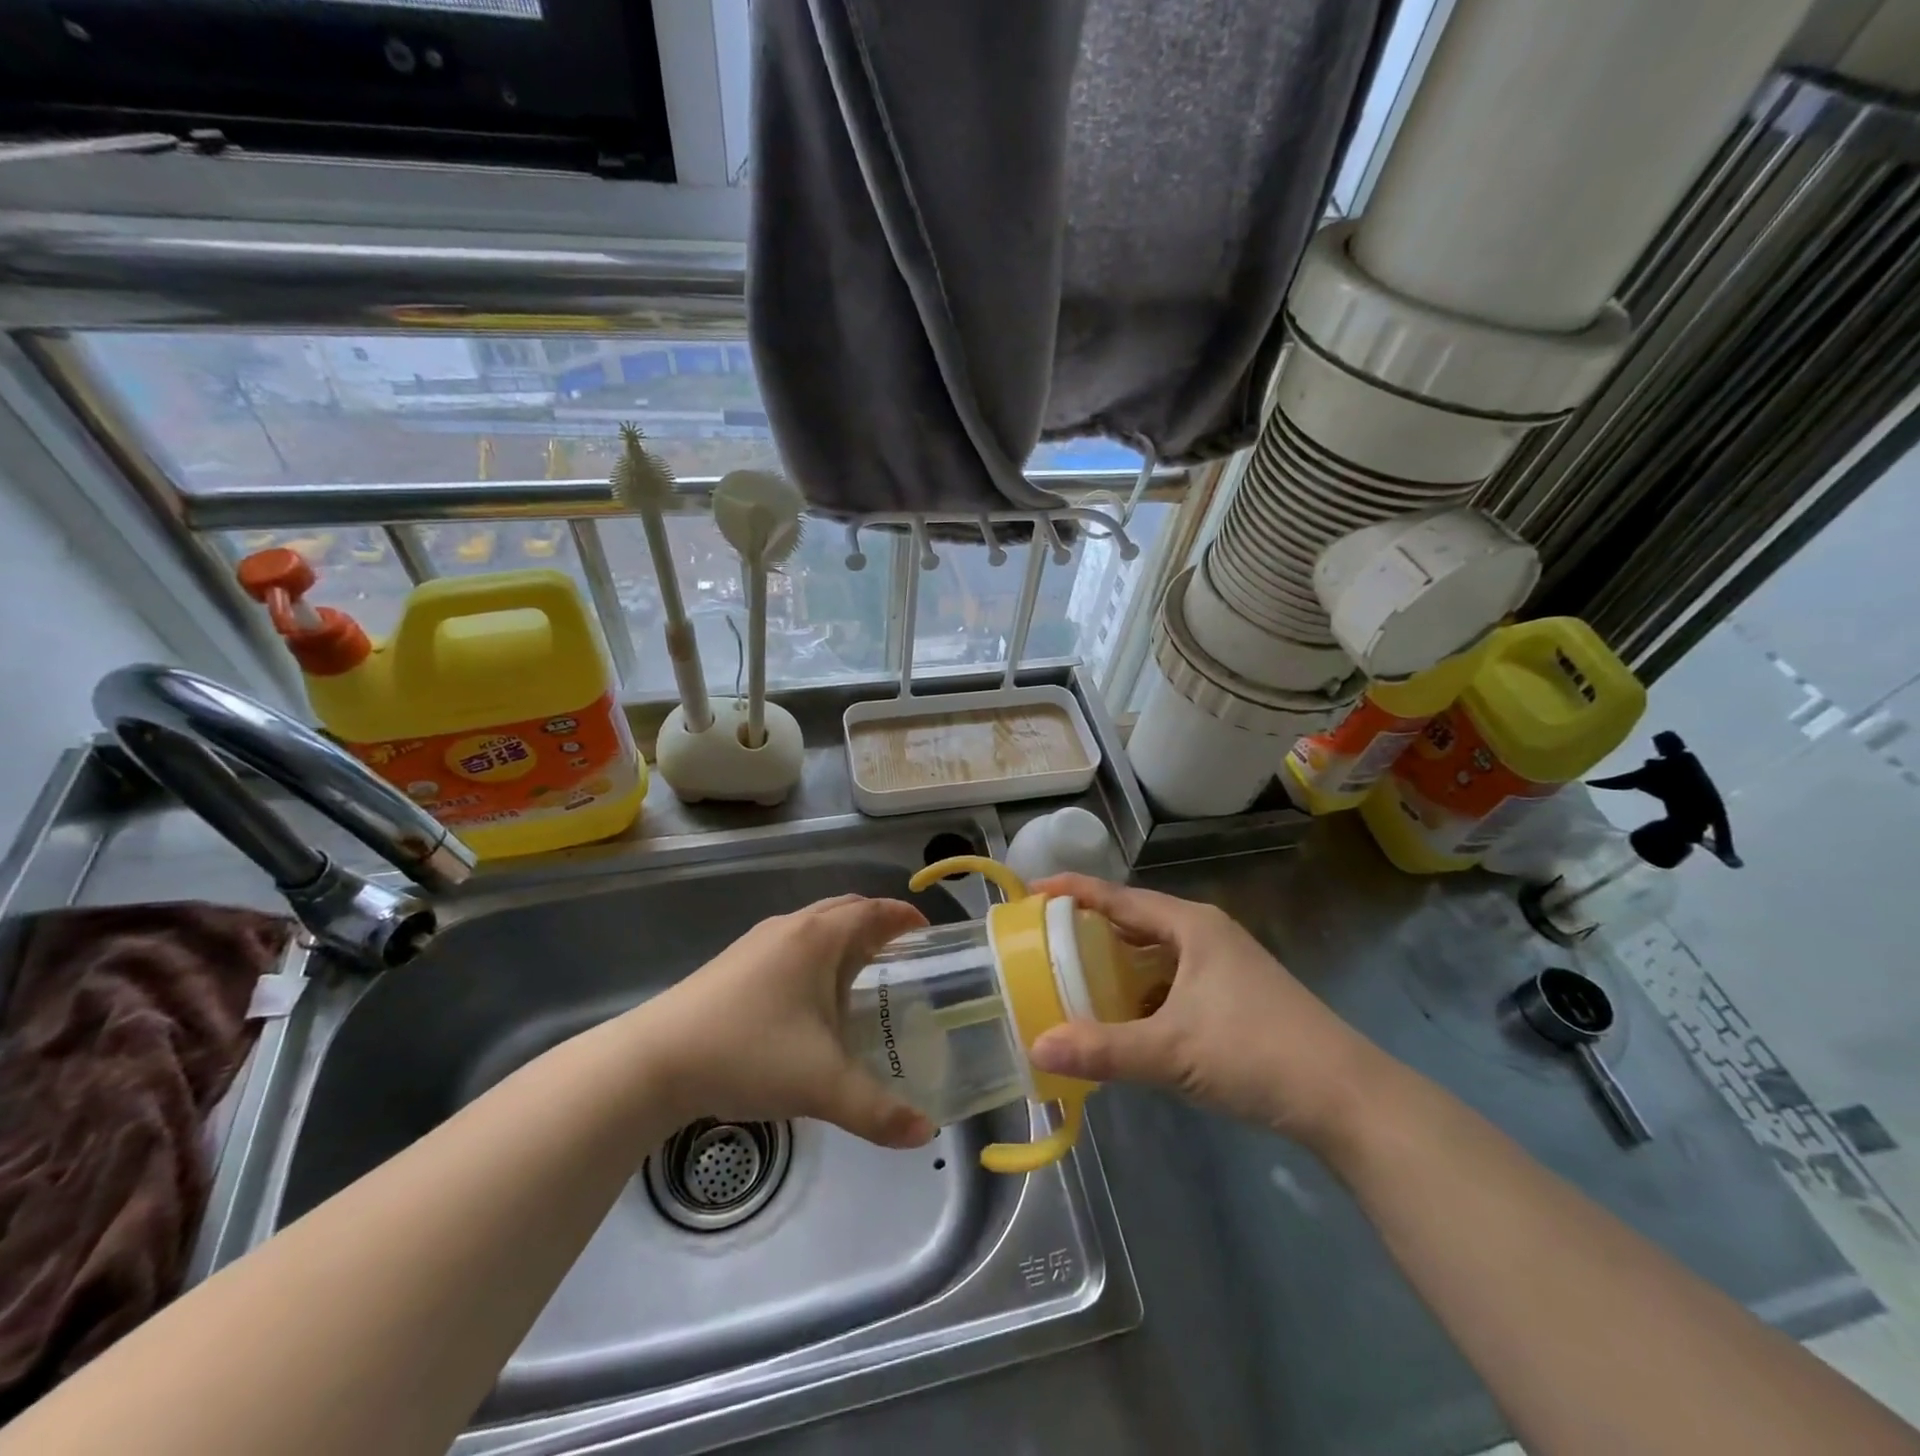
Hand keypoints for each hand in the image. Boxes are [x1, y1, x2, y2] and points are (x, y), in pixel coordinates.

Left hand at [641, 895, 936, 1149]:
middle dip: (877, 923)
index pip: (873, 911)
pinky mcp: (734, 963)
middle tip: (902, 953)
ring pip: (814, 925)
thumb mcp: (822, 1086)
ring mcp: (757, 943)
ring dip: (844, 937)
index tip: (926, 932)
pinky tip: (811, 996)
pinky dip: (816, 953)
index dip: (903, 917)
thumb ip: (878, 1111)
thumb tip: (924, 1133)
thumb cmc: (748, 1054)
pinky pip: (791, 943)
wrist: (653, 1061)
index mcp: (818, 938)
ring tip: (863, 973)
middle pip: (844, 909)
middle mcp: (790, 928)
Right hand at [1025, 875, 1382, 1149]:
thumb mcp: (1171, 1051)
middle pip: (1135, 921)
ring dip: (1117, 963)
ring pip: (1155, 954)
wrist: (1346, 1098)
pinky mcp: (1234, 996)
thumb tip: (1036, 1046)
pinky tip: (1123, 1017)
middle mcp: (1206, 934)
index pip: (1119, 897)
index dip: (1073, 892)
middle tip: (1044, 940)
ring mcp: (1224, 965)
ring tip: (1074, 977)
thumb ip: (1102, 1049)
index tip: (1031, 891)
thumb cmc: (1255, 1053)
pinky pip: (1172, 980)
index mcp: (1191, 926)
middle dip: (1090, 929)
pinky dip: (1141, 991)